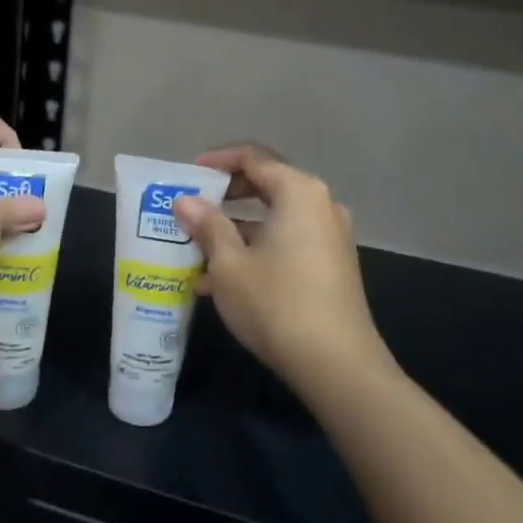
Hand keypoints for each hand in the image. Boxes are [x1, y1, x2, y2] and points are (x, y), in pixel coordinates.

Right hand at [174, 144, 386, 386]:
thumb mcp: (229, 264)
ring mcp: (330, 236)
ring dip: (235, 230)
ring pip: (274, 219)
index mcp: (299, 192)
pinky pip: (287, 242)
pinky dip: (256, 249)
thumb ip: (207, 225)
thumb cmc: (276, 303)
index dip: (217, 162)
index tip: (187, 174)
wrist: (337, 364)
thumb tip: (185, 201)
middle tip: (190, 210)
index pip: (253, 158)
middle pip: (266, 186)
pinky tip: (222, 281)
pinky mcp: (331, 265)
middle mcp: (320, 206)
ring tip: (197, 252)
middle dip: (224, 198)